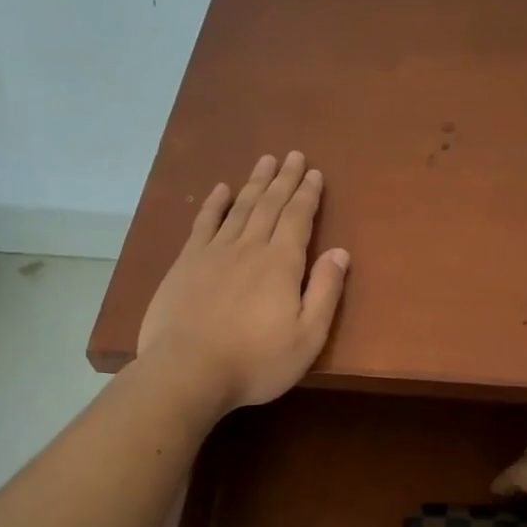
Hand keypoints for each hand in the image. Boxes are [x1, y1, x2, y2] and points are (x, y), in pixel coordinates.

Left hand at [136, 151, 349, 412]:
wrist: (187, 371)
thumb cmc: (256, 360)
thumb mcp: (307, 336)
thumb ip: (326, 291)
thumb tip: (341, 252)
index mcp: (282, 263)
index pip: (298, 218)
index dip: (307, 194)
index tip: (314, 173)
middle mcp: (249, 247)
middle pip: (270, 205)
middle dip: (284, 179)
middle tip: (293, 155)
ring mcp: (214, 252)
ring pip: (240, 208)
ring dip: (255, 183)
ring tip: (265, 161)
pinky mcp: (186, 263)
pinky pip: (204, 223)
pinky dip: (214, 204)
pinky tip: (221, 190)